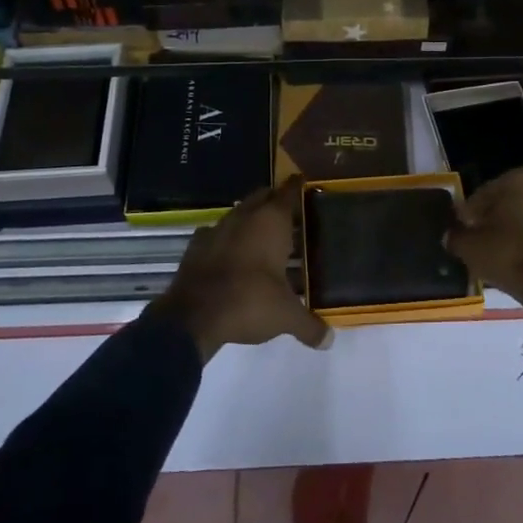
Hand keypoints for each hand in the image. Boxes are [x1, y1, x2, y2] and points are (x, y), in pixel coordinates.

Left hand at [151, 177, 331, 361]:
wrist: (193, 315)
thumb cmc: (249, 302)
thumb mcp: (286, 316)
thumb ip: (309, 325)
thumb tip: (329, 341)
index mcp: (271, 222)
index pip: (289, 193)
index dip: (298, 187)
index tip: (304, 182)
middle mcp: (245, 216)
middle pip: (263, 197)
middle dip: (275, 200)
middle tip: (289, 211)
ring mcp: (218, 228)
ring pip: (239, 213)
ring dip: (250, 219)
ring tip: (263, 234)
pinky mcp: (196, 245)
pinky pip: (217, 233)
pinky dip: (226, 239)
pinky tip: (231, 253)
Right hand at [445, 167, 522, 318]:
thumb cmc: (511, 256)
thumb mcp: (472, 248)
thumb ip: (457, 236)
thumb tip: (450, 235)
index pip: (486, 192)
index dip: (471, 213)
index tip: (464, 229)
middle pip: (513, 200)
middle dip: (499, 216)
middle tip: (484, 239)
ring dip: (521, 226)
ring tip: (506, 250)